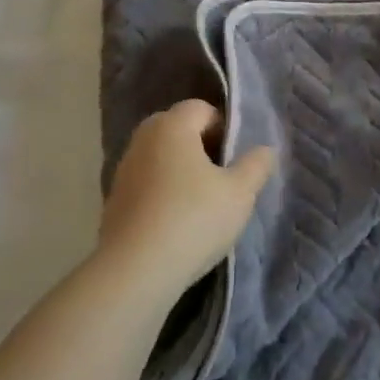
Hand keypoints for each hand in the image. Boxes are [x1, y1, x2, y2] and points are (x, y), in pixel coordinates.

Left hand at [100, 100, 275, 296]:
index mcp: (171, 125)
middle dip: (203, 148)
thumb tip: (264, 150)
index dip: (225, 128)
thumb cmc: (193, 219)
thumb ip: (256, 166)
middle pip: (179, 130)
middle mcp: (143, 138)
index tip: (236, 160)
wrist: (135, 271)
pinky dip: (163, 193)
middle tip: (224, 179)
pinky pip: (147, 183)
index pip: (202, 109)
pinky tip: (177, 223)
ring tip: (202, 205)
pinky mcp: (114, 199)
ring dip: (182, 172)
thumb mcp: (239, 193)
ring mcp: (123, 169)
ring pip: (162, 157)